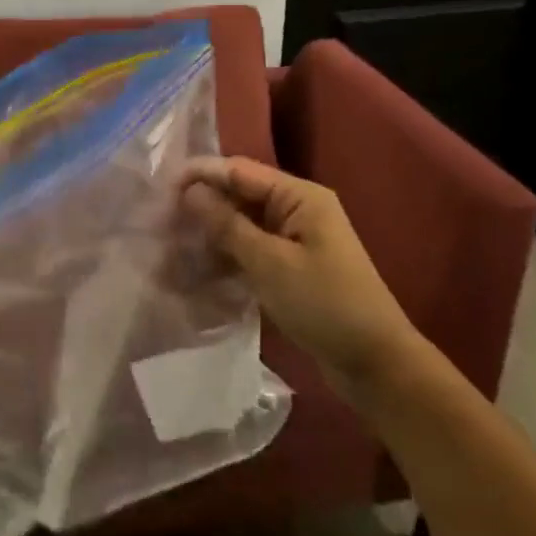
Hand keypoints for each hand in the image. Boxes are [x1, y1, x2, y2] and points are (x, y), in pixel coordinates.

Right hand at [181, 156, 418, 394]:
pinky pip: (250, 249)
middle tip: (160, 221)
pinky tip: (196, 269)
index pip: (239, 171)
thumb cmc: (324, 304)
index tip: (160, 189)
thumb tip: (190, 191)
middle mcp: (296, 209)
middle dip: (201, 206)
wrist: (375, 364)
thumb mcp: (269, 263)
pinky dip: (225, 255)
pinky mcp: (290, 266)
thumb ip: (227, 224)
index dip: (200, 175)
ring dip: (209, 233)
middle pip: (239, 195)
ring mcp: (294, 238)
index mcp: (299, 196)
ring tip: (170, 246)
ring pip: (241, 224)